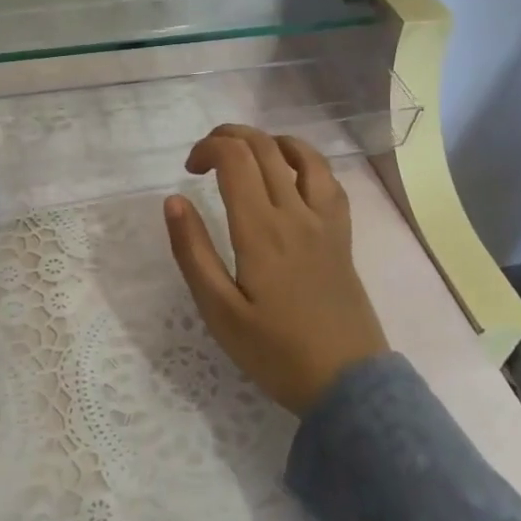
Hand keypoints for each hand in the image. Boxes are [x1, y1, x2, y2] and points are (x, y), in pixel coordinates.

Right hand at [164, 125, 388, 414]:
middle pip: (264, 147)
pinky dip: (306, 161)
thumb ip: (193, 252)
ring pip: (302, 154)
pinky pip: (329, 180)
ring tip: (247, 154)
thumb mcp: (219, 311)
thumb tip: (174, 200)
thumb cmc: (275, 351)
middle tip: (206, 156)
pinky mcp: (343, 234)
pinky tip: (292, 174)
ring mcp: (325, 221)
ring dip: (269, 141)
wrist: (347, 383)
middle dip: (229, 136)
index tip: (189, 170)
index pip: (235, 158)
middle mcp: (295, 213)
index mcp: (260, 229)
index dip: (207, 148)